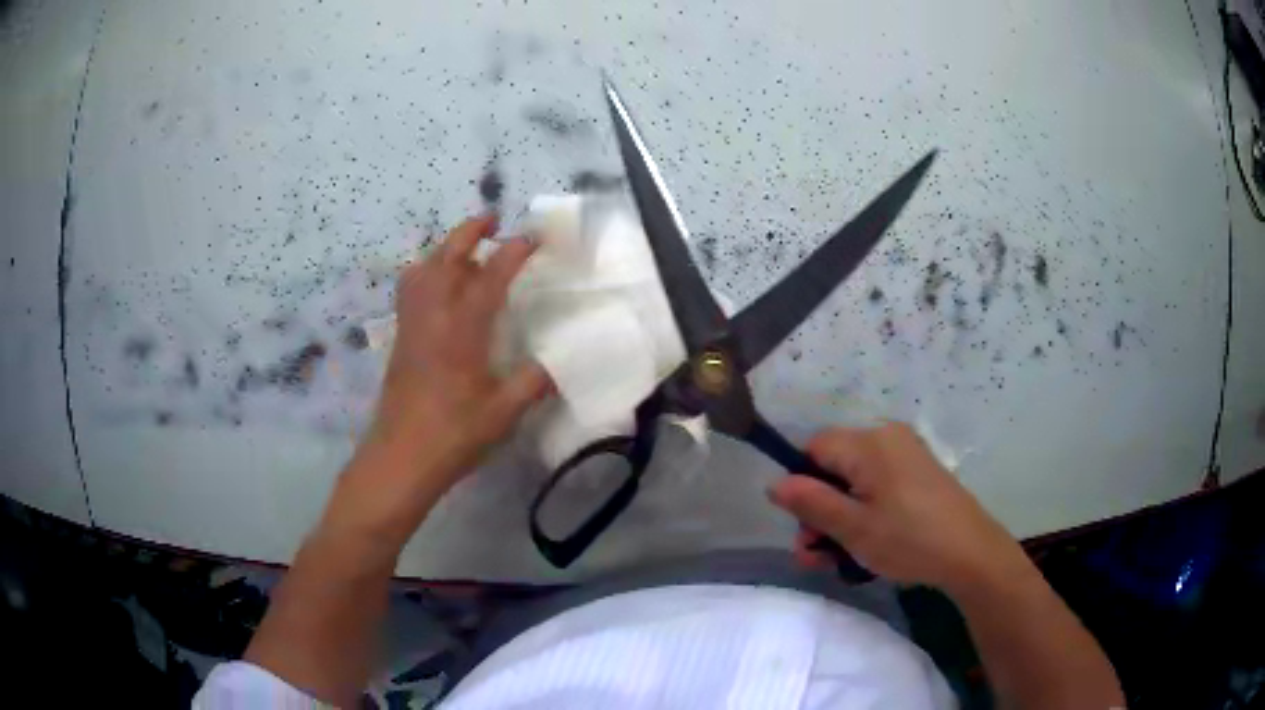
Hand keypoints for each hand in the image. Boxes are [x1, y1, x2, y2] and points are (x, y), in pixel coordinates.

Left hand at [321, 215, 551, 547]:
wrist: (400, 458)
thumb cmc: (453, 434)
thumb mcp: (503, 412)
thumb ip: (533, 381)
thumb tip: (559, 361)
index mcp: (462, 329)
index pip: (490, 277)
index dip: (513, 253)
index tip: (533, 237)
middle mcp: (432, 316)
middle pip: (446, 258)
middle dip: (469, 232)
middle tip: (492, 219)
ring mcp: (411, 325)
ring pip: (422, 271)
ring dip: (445, 250)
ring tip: (466, 249)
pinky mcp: (400, 339)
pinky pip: (411, 290)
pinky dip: (426, 274)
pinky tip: (440, 289)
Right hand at [769, 422, 1026, 593]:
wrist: (971, 553)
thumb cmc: (909, 539)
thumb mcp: (852, 528)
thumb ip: (810, 503)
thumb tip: (774, 484)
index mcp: (869, 443)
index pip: (814, 448)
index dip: (801, 484)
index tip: (805, 526)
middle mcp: (887, 439)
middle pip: (834, 467)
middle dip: (819, 511)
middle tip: (816, 554)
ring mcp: (906, 455)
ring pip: (855, 482)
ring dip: (839, 519)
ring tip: (837, 561)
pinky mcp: (919, 474)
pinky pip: (878, 487)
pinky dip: (865, 513)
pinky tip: (866, 547)